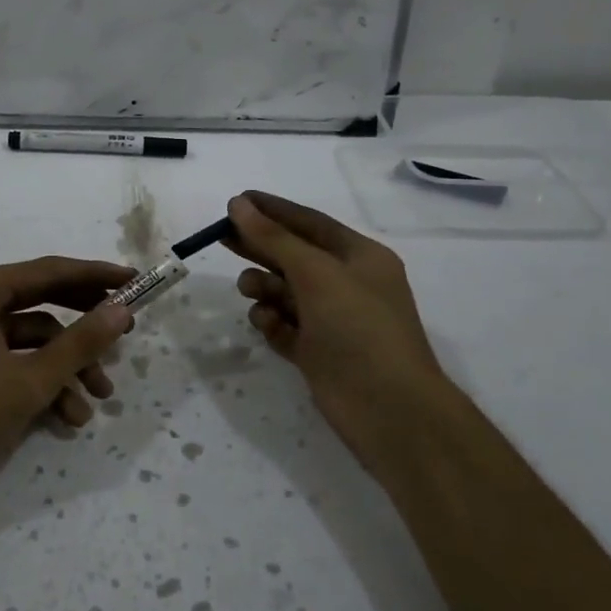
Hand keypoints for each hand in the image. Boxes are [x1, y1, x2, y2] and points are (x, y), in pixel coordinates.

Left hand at [0, 256, 133, 526]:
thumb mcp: (28, 381)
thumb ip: (79, 344)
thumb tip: (122, 309)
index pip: (51, 271)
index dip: (97, 277)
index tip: (137, 282)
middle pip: (45, 304)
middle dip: (85, 327)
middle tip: (126, 336)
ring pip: (34, 342)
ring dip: (68, 369)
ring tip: (98, 401)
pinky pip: (16, 366)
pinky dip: (43, 387)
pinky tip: (67, 419)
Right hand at [224, 191, 456, 467]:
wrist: (389, 409)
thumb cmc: (358, 328)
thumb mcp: (316, 273)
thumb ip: (274, 238)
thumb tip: (239, 204)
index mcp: (359, 257)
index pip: (309, 223)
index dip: (272, 210)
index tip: (235, 200)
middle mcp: (346, 284)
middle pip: (292, 255)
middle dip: (259, 247)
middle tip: (220, 238)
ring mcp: (331, 320)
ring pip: (284, 292)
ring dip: (264, 287)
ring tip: (250, 290)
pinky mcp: (317, 352)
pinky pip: (284, 326)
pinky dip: (271, 322)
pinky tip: (267, 324)